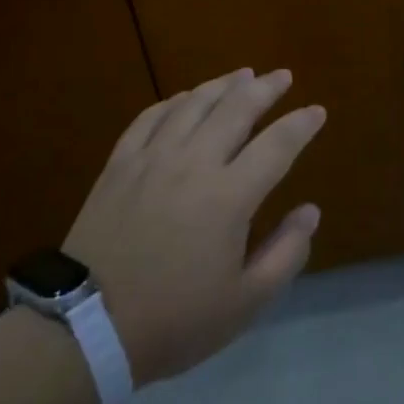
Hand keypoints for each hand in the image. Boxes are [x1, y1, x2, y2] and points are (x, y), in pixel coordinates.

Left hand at [64, 69, 324, 385]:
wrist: (86, 329)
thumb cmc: (174, 320)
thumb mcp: (244, 303)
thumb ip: (286, 253)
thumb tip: (311, 211)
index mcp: (229, 196)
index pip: (277, 145)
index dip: (301, 124)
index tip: (317, 111)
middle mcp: (193, 163)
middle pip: (236, 109)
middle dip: (265, 88)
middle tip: (283, 76)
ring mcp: (152, 158)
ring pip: (193, 104)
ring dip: (223, 85)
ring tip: (242, 75)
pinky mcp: (119, 164)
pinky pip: (150, 117)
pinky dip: (174, 101)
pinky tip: (185, 97)